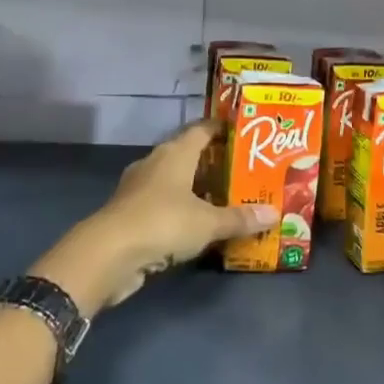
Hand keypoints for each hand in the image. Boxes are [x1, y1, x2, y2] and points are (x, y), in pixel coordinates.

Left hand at [32, 121, 273, 315]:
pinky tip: (197, 225)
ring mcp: (139, 189)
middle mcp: (156, 163)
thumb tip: (275, 213)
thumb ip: (240, 218)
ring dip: (196, 189)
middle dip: (213, 162)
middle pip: (188, 154)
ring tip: (226, 199)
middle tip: (243, 170)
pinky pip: (162, 205)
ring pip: (174, 181)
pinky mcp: (130, 214)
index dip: (221, 128)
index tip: (243, 132)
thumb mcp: (208, 223)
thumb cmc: (163, 223)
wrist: (108, 254)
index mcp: (175, 153)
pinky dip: (180, 211)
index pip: (202, 129)